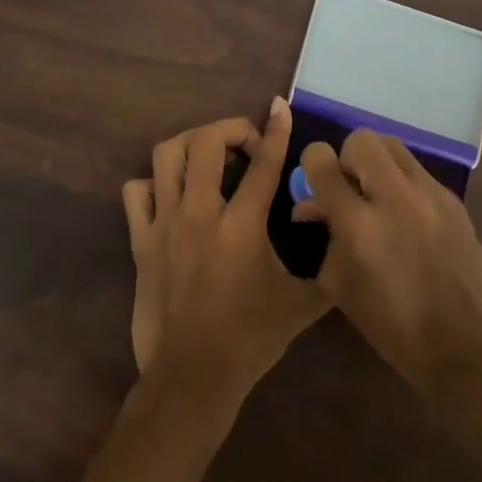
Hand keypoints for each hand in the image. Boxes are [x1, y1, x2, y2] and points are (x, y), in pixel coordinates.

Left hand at [122, 99, 329, 404]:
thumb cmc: (252, 338)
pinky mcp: (140, 240)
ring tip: (207, 155)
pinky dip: (152, 183)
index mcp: (242, 225)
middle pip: (205, 142)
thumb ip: (330, 269)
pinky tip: (171, 194)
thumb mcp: (303, 304)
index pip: (263, 164)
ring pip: (166, 156)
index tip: (279, 106)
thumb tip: (346, 240)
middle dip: (229, 129)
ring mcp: (165, 223)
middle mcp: (200, 213)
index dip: (276, 130)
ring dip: (189, 144)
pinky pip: (136, 192)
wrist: (194, 375)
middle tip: (245, 143)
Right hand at [293, 129, 481, 393]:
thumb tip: (314, 205)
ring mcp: (430, 195)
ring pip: (393, 146)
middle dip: (347, 157)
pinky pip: (417, 171)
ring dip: (376, 163)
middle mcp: (395, 198)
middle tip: (349, 188)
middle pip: (362, 140)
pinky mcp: (454, 201)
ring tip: (376, 195)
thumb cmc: (393, 326)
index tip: (315, 180)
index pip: (322, 162)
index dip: (312, 163)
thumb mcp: (341, 285)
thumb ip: (325, 235)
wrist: (467, 347)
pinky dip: (402, 182)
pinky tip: (406, 215)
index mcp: (359, 225)